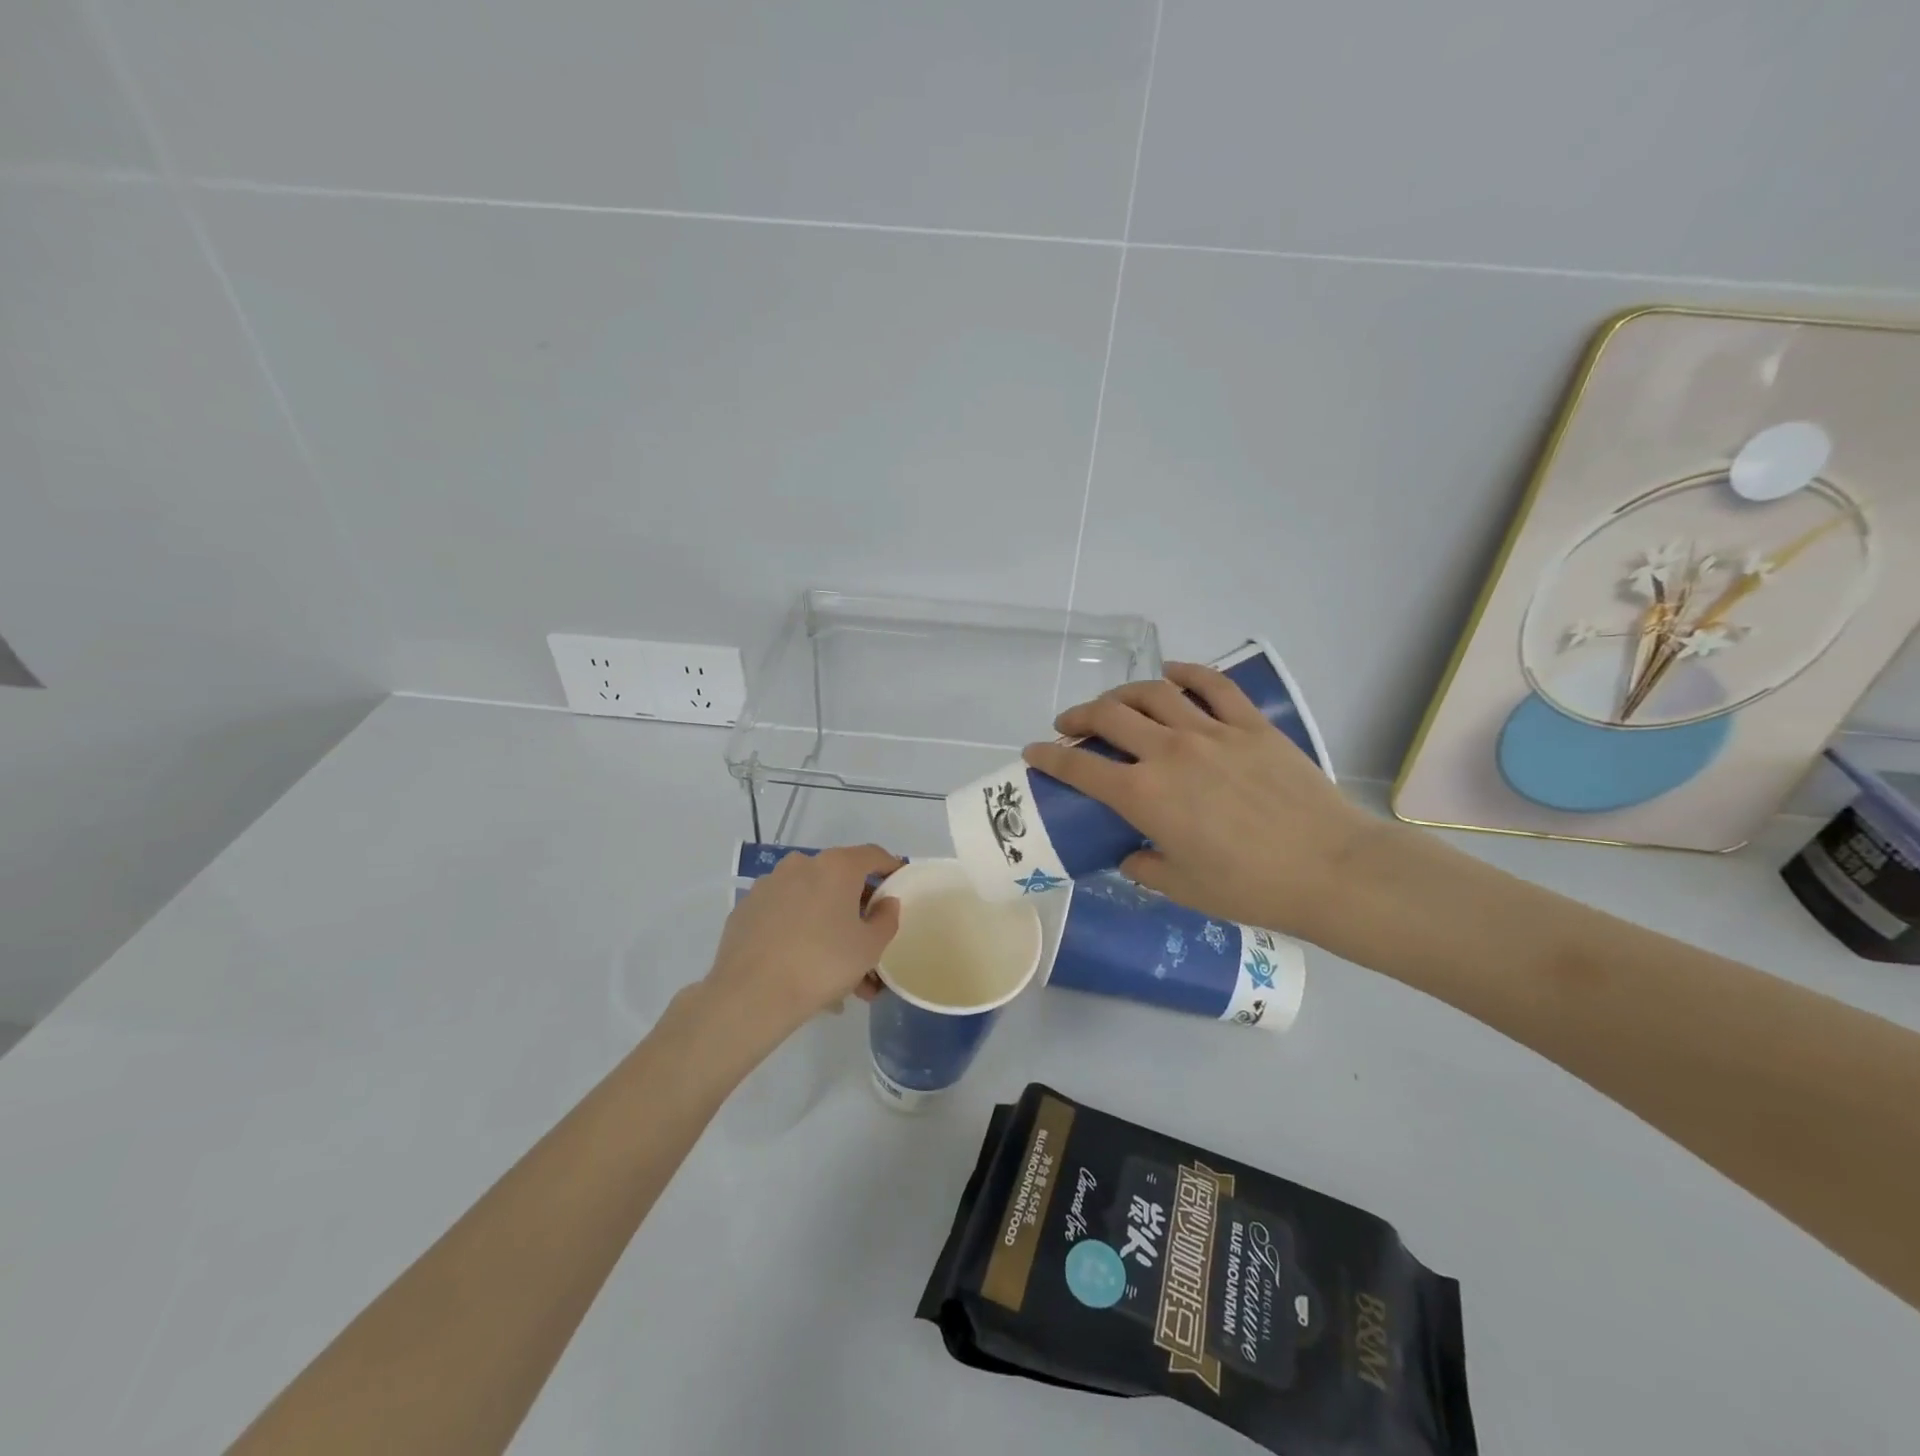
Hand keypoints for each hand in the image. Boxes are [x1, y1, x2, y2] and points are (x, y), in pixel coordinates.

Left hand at [701, 844, 902, 1042]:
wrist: (750, 995)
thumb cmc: (822, 964)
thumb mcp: (870, 947)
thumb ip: (887, 919)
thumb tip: (886, 902)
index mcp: (836, 866)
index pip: (873, 855)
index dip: (890, 868)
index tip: (899, 886)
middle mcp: (801, 864)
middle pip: (840, 879)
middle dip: (857, 908)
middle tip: (869, 941)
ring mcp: (769, 885)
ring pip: (811, 900)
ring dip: (828, 925)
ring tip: (838, 971)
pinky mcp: (747, 909)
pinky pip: (784, 914)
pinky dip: (798, 931)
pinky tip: (803, 966)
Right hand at [1023, 662, 1379, 940]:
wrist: (1330, 869)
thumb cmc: (1250, 888)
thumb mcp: (1183, 889)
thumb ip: (1144, 867)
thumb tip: (1129, 854)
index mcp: (1145, 796)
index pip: (1079, 767)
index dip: (1049, 756)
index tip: (1033, 751)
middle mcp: (1169, 753)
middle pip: (1109, 716)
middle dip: (1078, 716)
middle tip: (1071, 724)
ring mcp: (1211, 732)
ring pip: (1153, 692)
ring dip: (1123, 693)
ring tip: (1116, 704)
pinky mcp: (1249, 724)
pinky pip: (1211, 684)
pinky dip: (1186, 673)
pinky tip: (1172, 674)